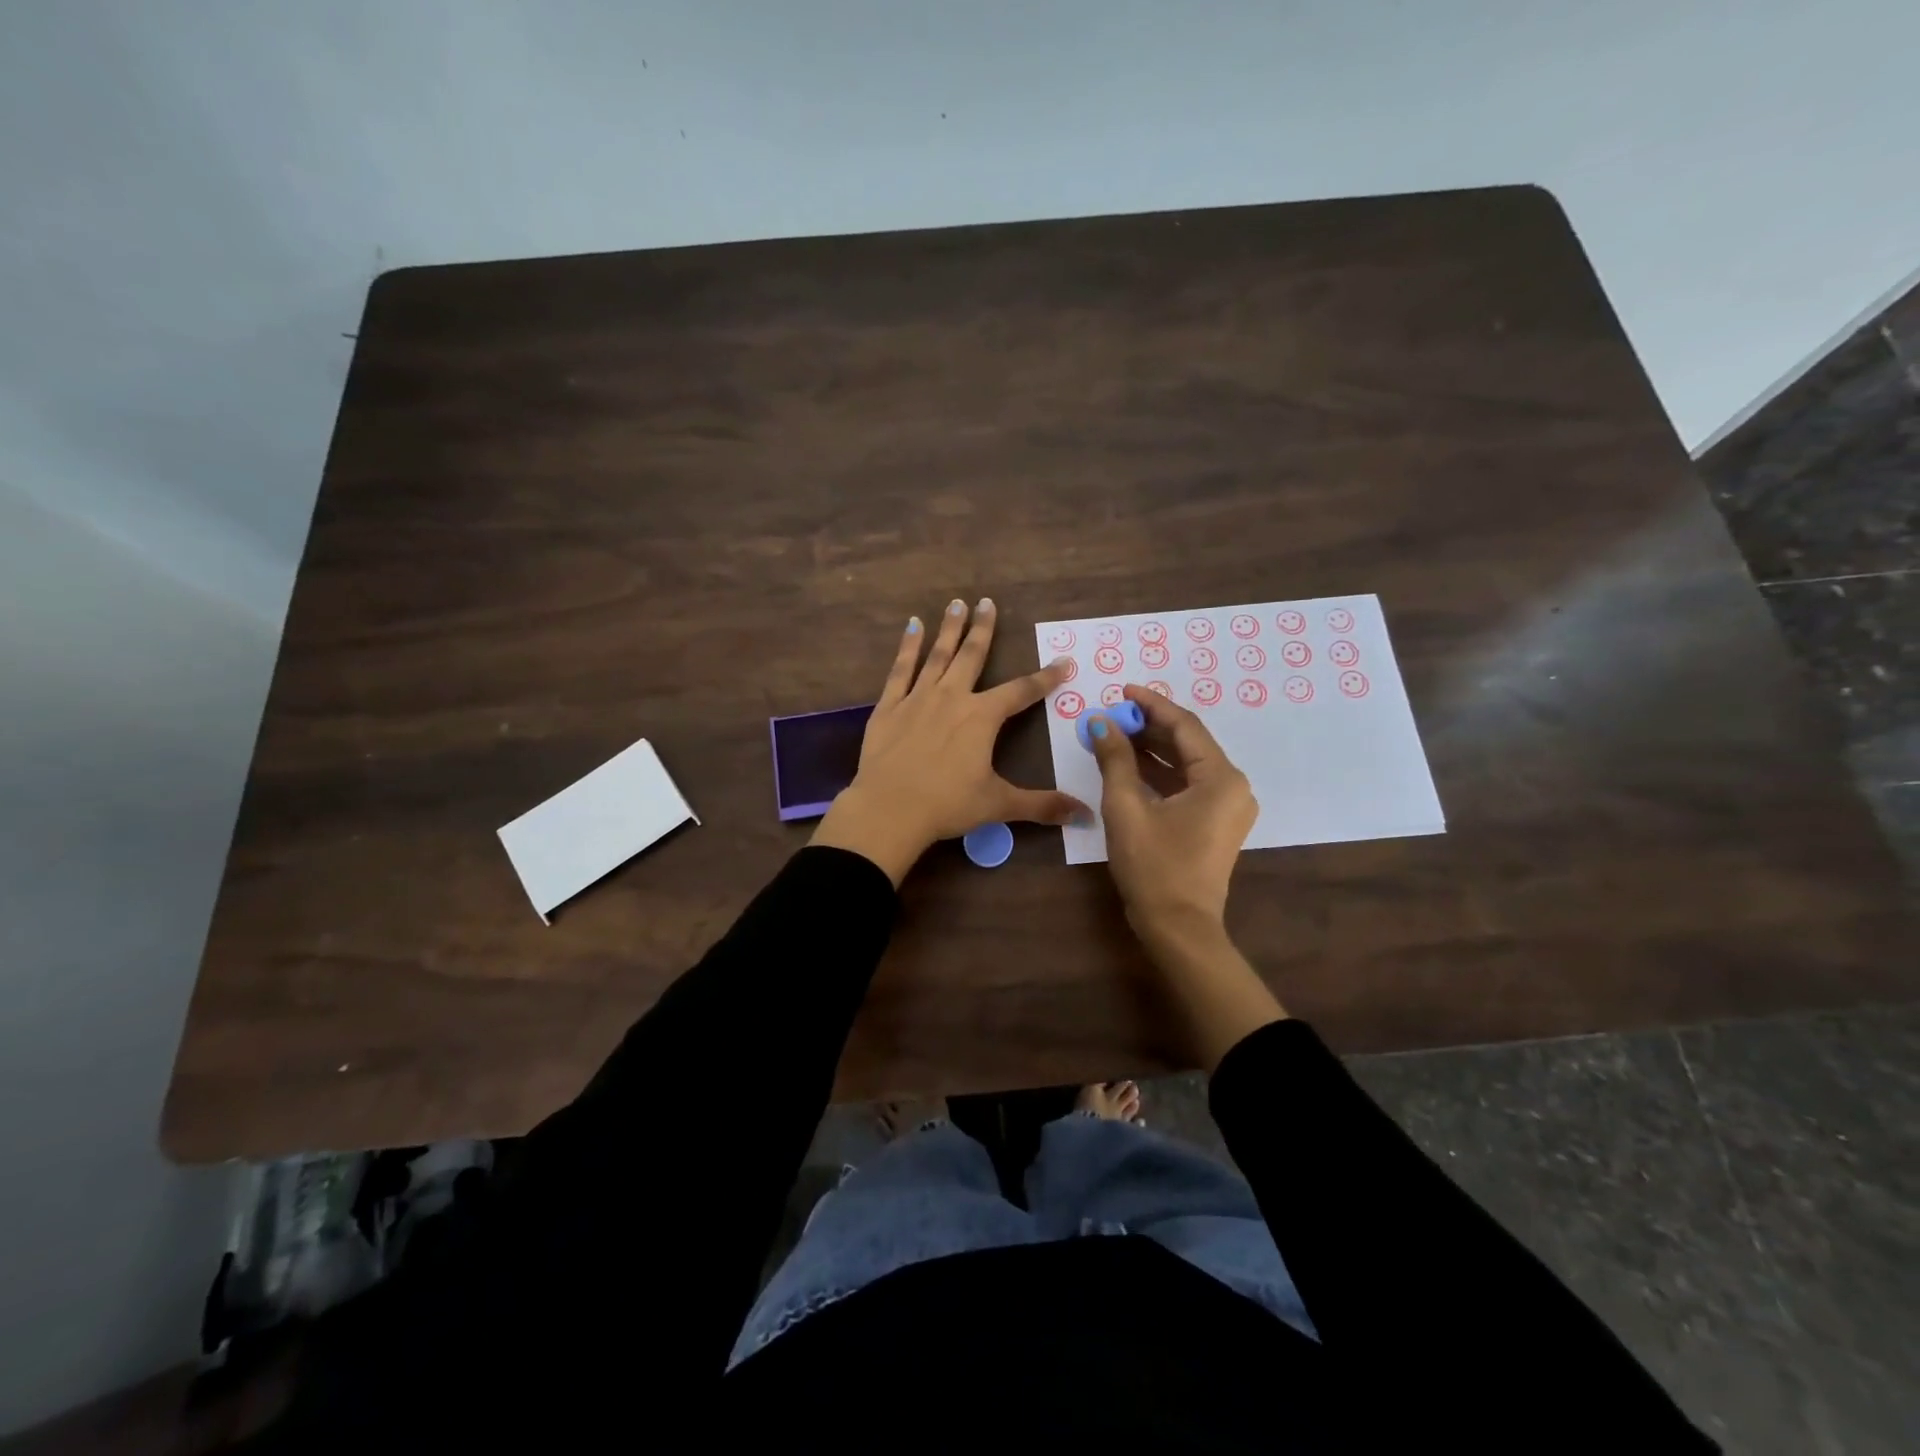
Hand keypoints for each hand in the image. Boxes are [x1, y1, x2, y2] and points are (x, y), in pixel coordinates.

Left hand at [811, 598, 1087, 884]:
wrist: (889, 810)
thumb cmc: (947, 805)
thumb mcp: (999, 805)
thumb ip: (1042, 805)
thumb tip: (1085, 813)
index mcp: (982, 717)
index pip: (1021, 691)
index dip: (1045, 677)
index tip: (1063, 661)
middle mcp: (952, 697)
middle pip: (972, 656)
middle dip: (984, 629)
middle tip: (987, 602)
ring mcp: (918, 698)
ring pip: (938, 655)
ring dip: (949, 629)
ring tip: (956, 604)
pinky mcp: (889, 707)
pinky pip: (900, 670)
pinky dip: (908, 647)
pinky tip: (912, 628)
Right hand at [1087, 687, 1283, 1064]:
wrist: (1178, 926)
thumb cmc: (1153, 865)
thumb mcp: (1126, 807)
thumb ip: (1115, 759)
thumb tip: (1101, 723)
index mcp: (1220, 778)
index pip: (1185, 726)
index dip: (1152, 705)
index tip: (1123, 690)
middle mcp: (1232, 786)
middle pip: (1189, 743)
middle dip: (1150, 727)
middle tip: (1114, 714)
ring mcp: (1227, 807)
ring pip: (1187, 764)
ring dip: (1153, 749)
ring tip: (1116, 734)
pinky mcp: (1216, 823)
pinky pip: (1188, 785)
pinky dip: (1160, 773)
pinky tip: (1130, 765)